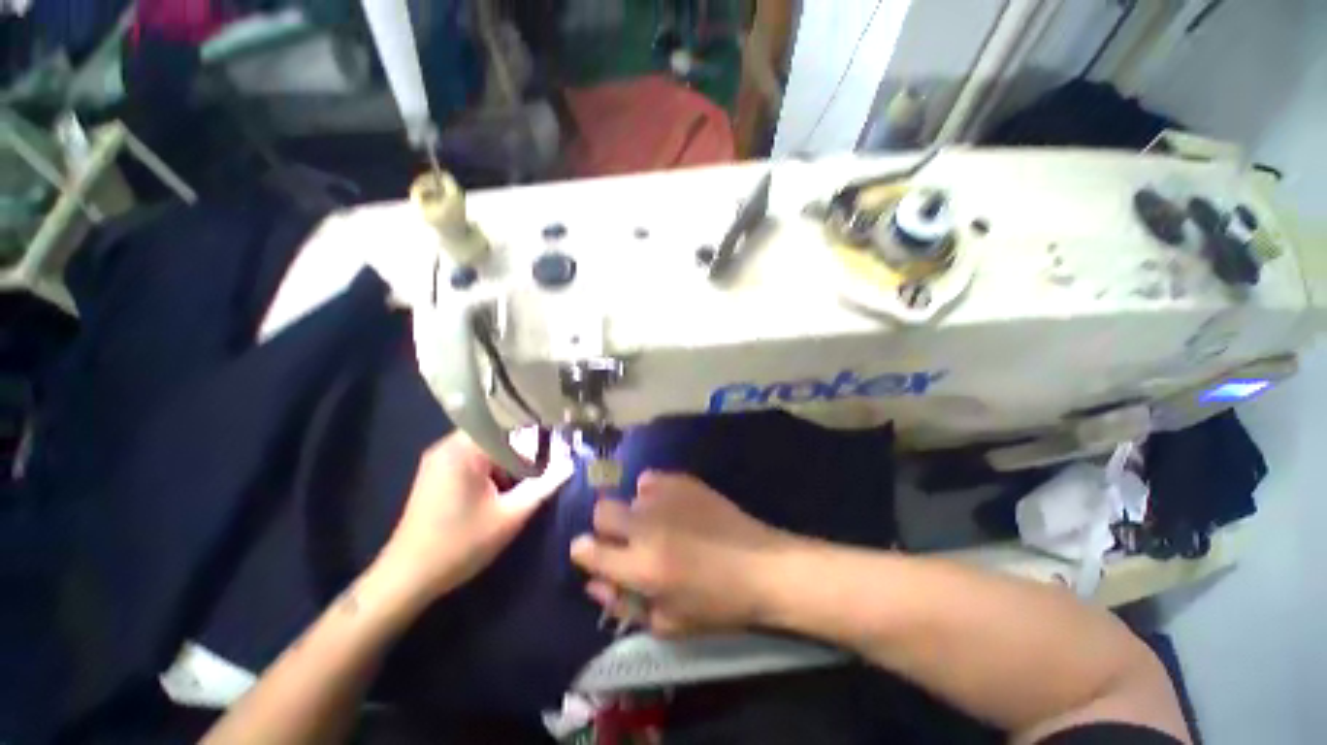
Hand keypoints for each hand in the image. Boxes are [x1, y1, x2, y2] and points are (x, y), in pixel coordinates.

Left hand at [372, 430, 572, 607]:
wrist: (406, 579)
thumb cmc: (460, 545)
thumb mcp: (511, 516)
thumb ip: (544, 485)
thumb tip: (570, 463)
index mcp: (464, 449)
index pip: (510, 425)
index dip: (538, 433)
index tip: (560, 445)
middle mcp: (448, 446)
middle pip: (499, 435)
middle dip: (526, 450)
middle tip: (550, 464)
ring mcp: (440, 460)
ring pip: (489, 448)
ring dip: (511, 461)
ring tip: (532, 478)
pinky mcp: (438, 475)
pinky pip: (475, 460)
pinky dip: (495, 469)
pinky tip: (506, 489)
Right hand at [570, 472, 789, 634]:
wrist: (761, 566)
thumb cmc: (717, 604)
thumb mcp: (668, 623)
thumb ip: (624, 605)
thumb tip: (594, 583)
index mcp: (641, 567)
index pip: (588, 550)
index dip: (583, 552)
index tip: (591, 554)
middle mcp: (647, 526)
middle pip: (602, 510)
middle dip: (605, 525)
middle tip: (625, 538)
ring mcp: (667, 498)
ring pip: (630, 493)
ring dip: (636, 509)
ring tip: (658, 521)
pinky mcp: (684, 481)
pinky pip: (653, 478)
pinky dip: (654, 491)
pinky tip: (672, 505)